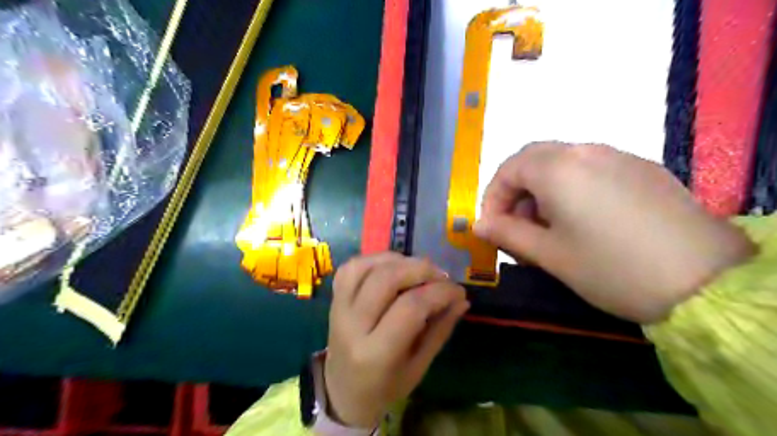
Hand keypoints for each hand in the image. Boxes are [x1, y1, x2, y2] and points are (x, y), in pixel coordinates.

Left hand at [323, 253, 466, 427]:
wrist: (343, 391)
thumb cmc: (386, 386)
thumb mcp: (419, 366)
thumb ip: (440, 330)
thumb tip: (462, 299)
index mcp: (376, 353)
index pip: (411, 307)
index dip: (439, 292)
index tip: (458, 291)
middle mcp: (352, 325)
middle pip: (387, 279)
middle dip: (421, 269)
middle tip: (441, 276)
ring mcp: (338, 308)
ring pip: (366, 266)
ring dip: (399, 260)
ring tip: (419, 269)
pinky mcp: (333, 298)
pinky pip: (352, 266)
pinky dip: (376, 259)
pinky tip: (394, 265)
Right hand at [473, 143, 751, 323]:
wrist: (706, 281)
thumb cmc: (610, 267)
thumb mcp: (549, 254)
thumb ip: (507, 234)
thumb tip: (479, 225)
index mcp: (558, 168)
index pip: (508, 169)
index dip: (493, 198)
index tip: (493, 227)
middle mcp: (586, 151)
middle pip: (534, 160)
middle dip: (516, 192)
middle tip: (518, 227)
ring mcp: (618, 156)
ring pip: (562, 164)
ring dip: (543, 191)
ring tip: (549, 229)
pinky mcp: (641, 169)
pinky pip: (591, 170)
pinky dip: (571, 189)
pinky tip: (583, 222)